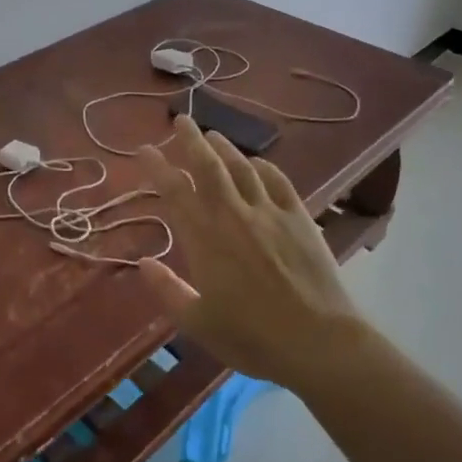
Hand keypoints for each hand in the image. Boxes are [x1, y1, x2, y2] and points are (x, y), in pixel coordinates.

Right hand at [137, 115, 365, 390]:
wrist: (318, 341)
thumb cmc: (252, 337)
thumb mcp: (198, 323)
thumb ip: (167, 291)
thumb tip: (143, 263)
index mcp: (204, 239)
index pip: (174, 192)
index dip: (157, 167)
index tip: (144, 149)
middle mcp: (232, 215)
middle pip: (208, 167)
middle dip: (191, 140)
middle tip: (181, 119)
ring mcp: (269, 213)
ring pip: (241, 168)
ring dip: (225, 148)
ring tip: (213, 134)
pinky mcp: (299, 218)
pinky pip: (278, 182)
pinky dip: (264, 167)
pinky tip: (257, 162)